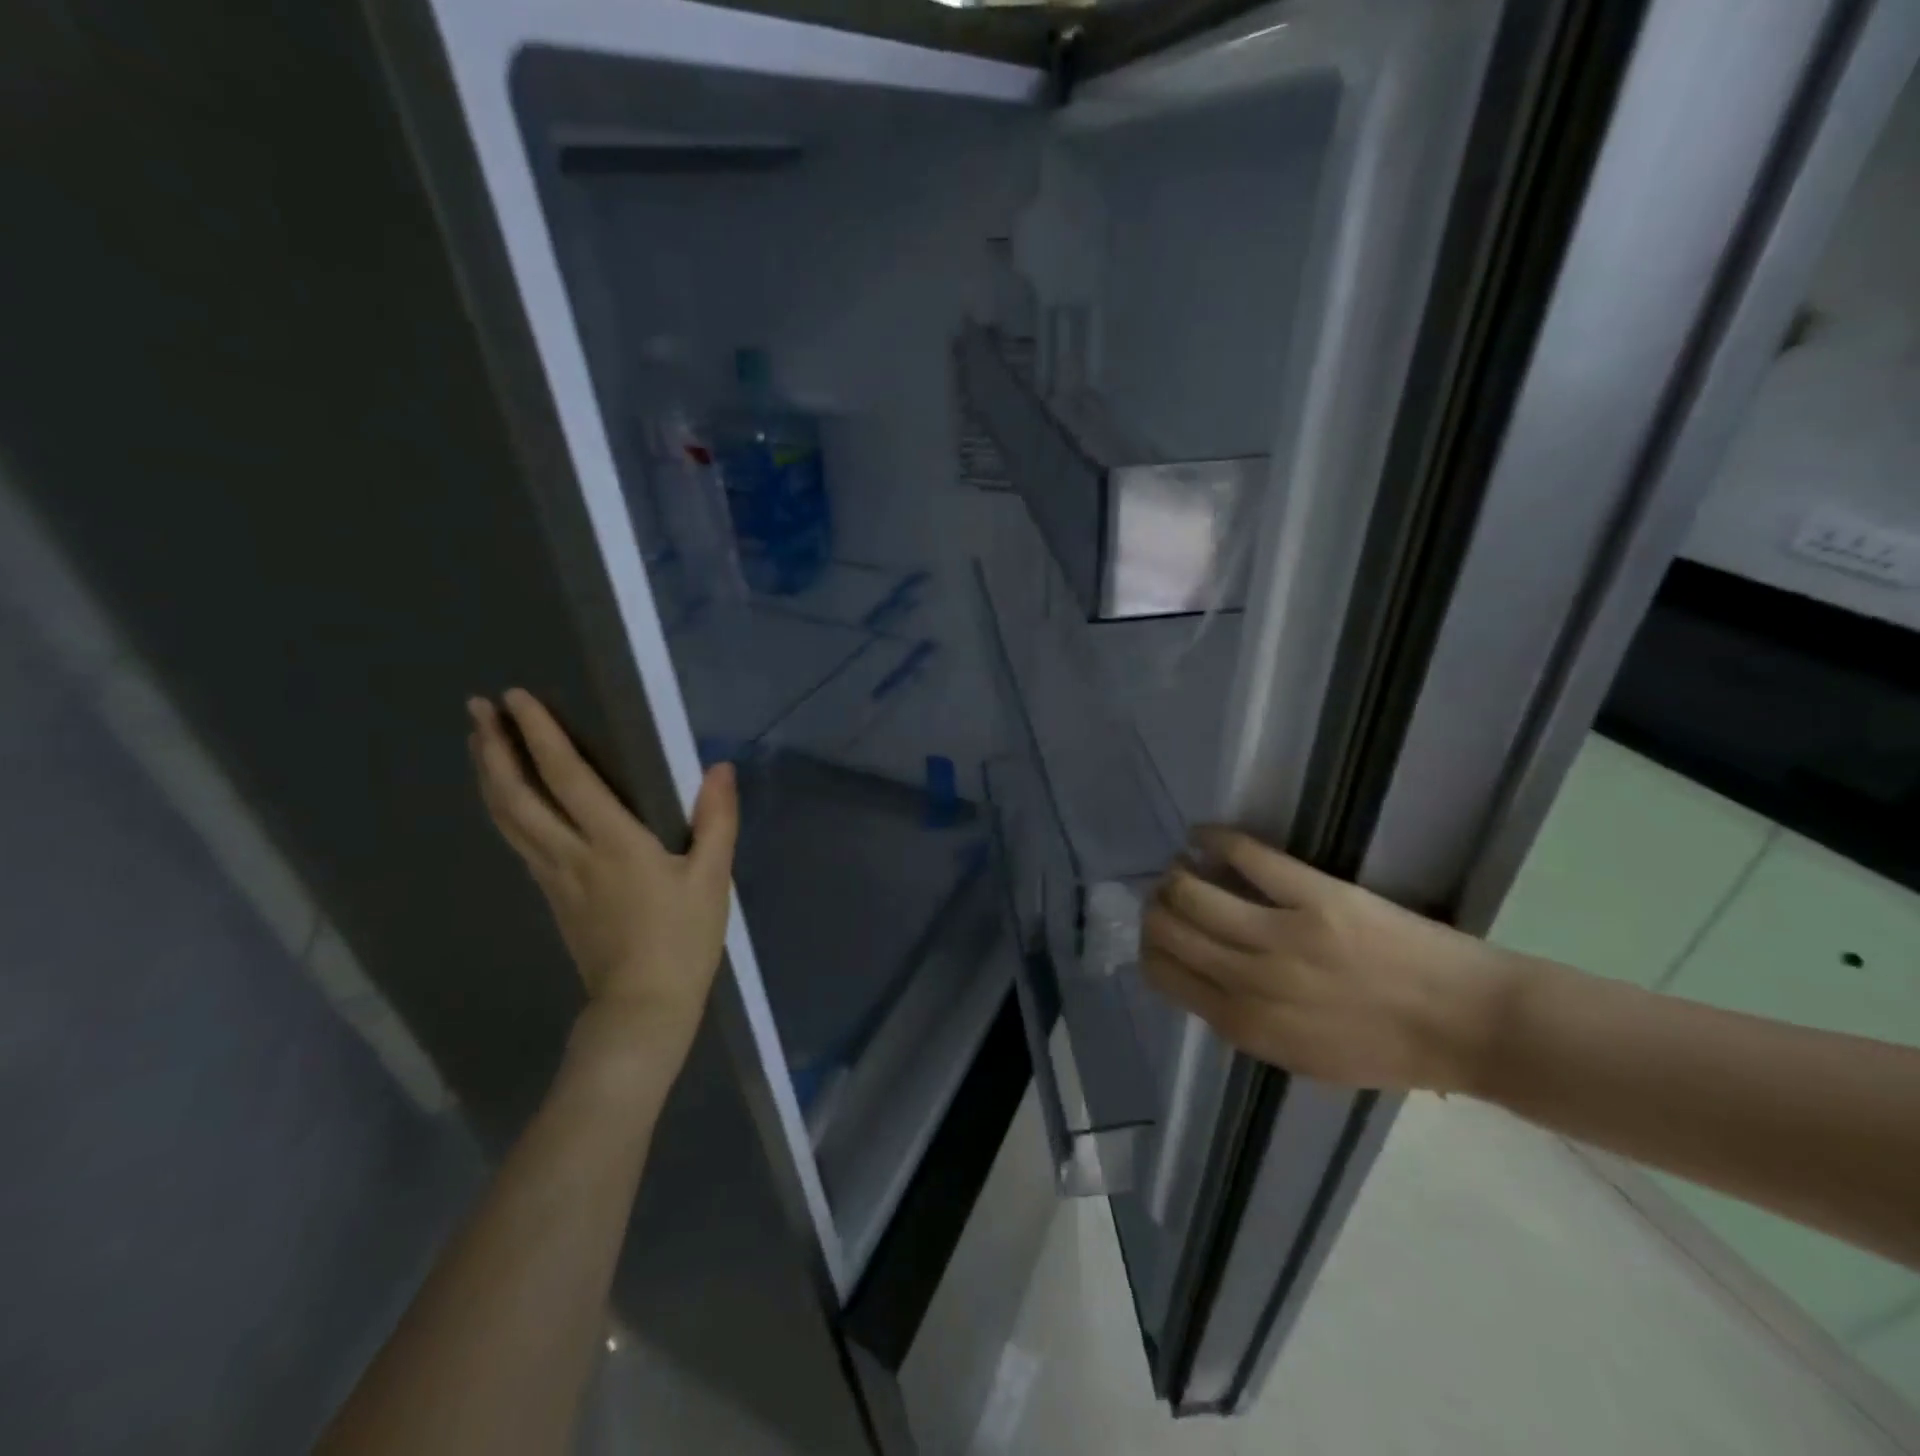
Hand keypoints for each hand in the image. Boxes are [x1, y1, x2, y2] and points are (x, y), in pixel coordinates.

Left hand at [467, 689, 737, 1080]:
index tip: (517, 697)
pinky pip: (518, 842)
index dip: (541, 735)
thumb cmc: (682, 939)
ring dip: (489, 776)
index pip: (567, 777)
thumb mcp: (713, 878)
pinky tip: (506, 801)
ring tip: (478, 743)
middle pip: (517, 795)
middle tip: (476, 709)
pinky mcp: (552, 897)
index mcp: (613, 843)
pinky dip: (504, 809)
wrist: (642, 1006)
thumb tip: (719, 768)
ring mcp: (553, 878)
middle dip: (494, 749)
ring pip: (508, 820)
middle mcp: (571, 854)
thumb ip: (716, 819)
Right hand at [1142, 828, 1519, 1092]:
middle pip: (1169, 928)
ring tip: (1184, 866)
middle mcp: (1250, 980)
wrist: (1468, 1024)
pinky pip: (1245, 855)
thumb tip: (1200, 977)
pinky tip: (1203, 836)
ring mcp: (1281, 934)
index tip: (1160, 932)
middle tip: (1168, 895)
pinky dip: (1213, 839)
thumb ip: (1243, 1023)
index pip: (1164, 974)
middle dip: (1157, 907)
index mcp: (1245, 1026)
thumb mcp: (1301, 1059)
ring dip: (1176, 874)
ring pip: (1193, 891)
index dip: (1151, 947)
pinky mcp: (1314, 895)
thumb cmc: (1387, 1051)